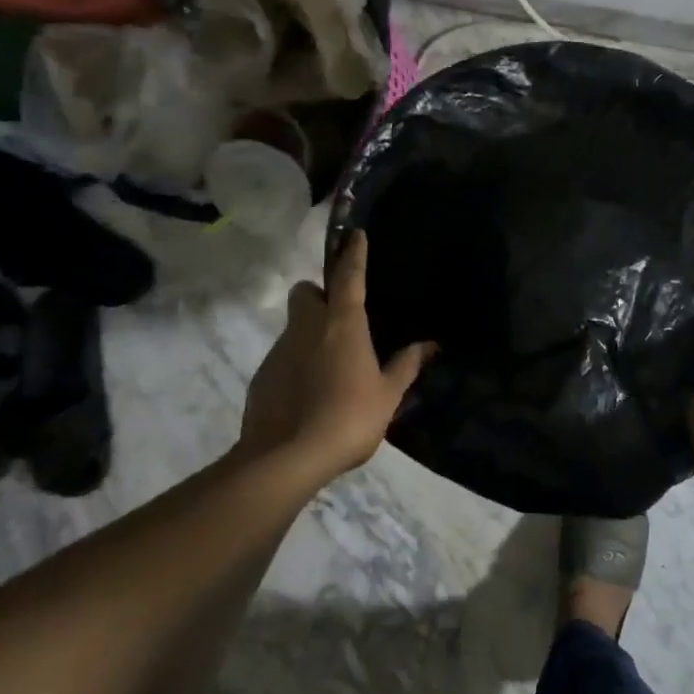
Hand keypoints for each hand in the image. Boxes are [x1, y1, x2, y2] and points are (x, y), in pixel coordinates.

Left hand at [240, 231, 436, 480]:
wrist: (286, 458)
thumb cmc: (348, 417)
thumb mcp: (388, 394)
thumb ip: (407, 365)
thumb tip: (431, 344)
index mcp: (343, 324)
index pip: (348, 276)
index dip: (353, 254)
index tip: (354, 235)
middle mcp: (307, 327)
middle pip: (306, 292)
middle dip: (319, 294)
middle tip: (341, 318)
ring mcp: (280, 350)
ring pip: (294, 326)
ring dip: (311, 333)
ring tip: (332, 367)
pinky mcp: (262, 376)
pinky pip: (284, 356)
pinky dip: (297, 364)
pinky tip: (310, 393)